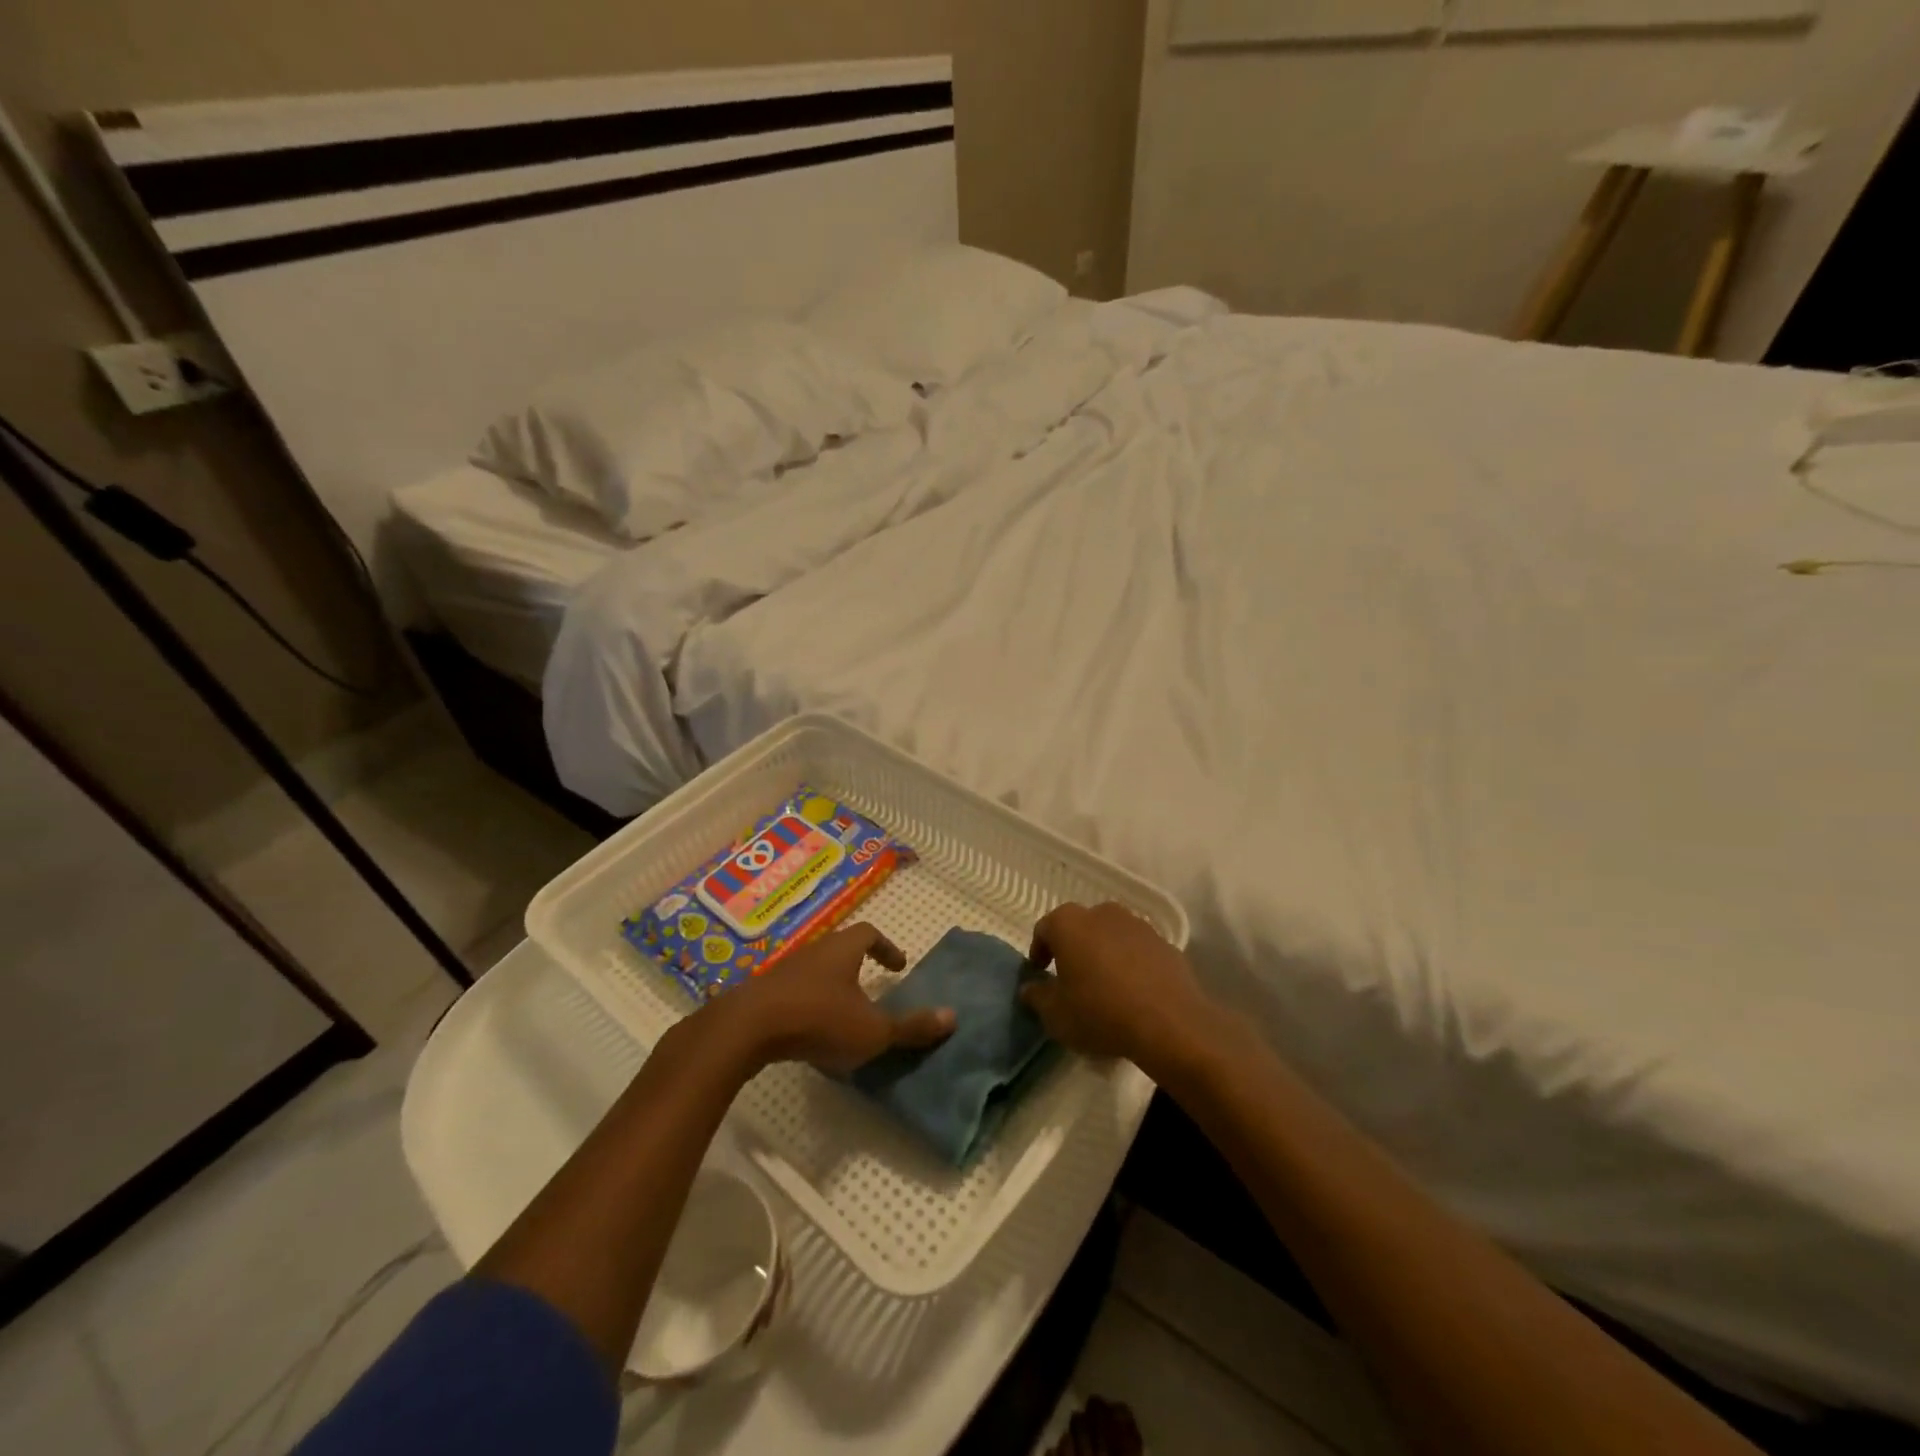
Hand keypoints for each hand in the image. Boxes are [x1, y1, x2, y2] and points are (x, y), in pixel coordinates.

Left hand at [724, 923, 954, 1075]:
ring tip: (843, 1015)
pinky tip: (809, 1031)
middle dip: (858, 967)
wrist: (746, 1029)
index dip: (887, 948)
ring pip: (815, 970)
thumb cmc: (818, 1020)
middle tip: (873, 990)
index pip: (870, 934)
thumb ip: (911, 1027)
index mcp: (843, 949)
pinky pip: (793, 991)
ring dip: (831, 986)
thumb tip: (953, 1017)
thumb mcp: (872, 1030)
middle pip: (841, 949)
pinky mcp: (762, 992)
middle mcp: (814, 951)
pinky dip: (807, 1004)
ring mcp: (784, 970)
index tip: (898, 967)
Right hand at [1019, 902, 1213, 1070]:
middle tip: (1072, 978)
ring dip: (1104, 954)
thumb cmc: (1100, 1012)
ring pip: (1111, 935)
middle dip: (1073, 948)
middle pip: (1080, 927)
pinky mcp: (1165, 943)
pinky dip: (1132, 964)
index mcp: (1069, 923)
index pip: (1044, 929)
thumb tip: (1030, 988)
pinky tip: (1134, 993)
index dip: (1039, 951)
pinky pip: (1138, 950)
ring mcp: (1138, 925)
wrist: (1170, 1023)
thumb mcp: (1056, 1015)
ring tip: (1105, 986)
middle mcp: (1102, 913)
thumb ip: (1037, 997)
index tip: (1041, 973)